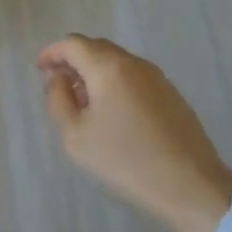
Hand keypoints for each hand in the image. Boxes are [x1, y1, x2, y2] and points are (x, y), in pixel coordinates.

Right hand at [38, 35, 231, 231]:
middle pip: (96, 48)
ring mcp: (157, 78)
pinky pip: (134, 78)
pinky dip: (115, 84)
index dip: (52, 53)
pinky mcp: (172, 95)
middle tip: (58, 85)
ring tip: (83, 103)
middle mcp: (134, 63)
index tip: (40, 70)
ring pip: (116, 63)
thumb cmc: (125, 161)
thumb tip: (58, 78)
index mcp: (108, 67)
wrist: (191, 187)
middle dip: (73, 61)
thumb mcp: (75, 136)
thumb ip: (58, 100)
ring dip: (94, 73)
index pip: (73, 44)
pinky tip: (112, 114)